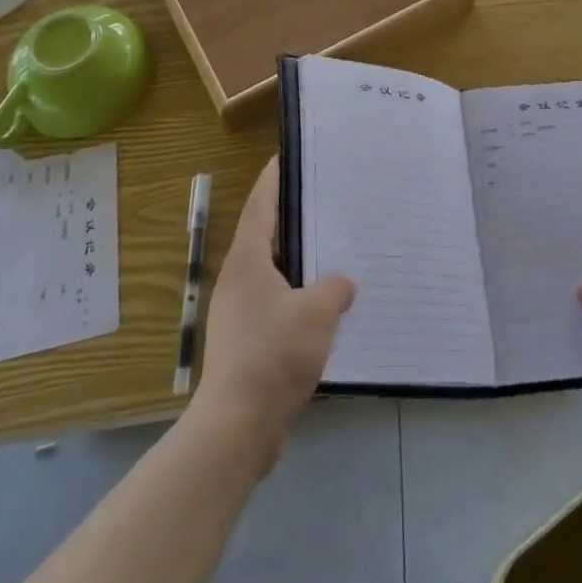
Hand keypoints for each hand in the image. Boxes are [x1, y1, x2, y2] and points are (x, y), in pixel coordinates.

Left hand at [194, 158, 354, 464]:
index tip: (287, 155)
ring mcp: (240, 313)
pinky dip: (300, 296)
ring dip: (300, 261)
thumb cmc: (274, 354)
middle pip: (266, 235)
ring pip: (274, 273)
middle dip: (294, 218)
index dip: (273, 178)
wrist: (238, 426)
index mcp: (248, 261)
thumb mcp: (317, 314)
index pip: (260, 204)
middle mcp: (239, 280)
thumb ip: (334, 289)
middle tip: (327, 201)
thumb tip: (343, 283)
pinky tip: (328, 305)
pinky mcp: (248, 342)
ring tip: (334, 250)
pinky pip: (278, 304)